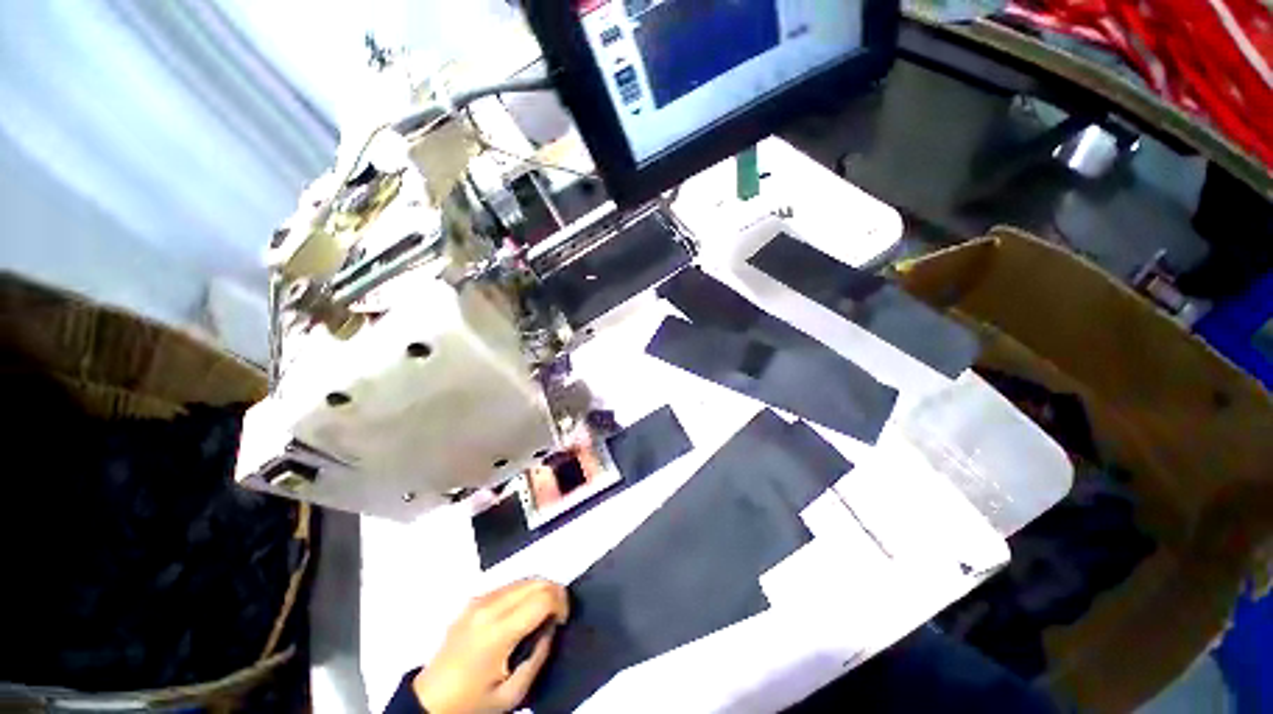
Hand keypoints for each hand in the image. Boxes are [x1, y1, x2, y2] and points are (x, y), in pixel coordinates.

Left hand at [413, 579, 569, 713]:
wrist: (430, 701)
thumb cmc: (472, 702)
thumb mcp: (512, 693)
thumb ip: (538, 656)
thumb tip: (550, 627)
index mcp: (498, 632)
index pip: (542, 598)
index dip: (561, 603)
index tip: (563, 620)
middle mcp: (489, 607)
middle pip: (535, 581)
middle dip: (554, 592)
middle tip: (558, 614)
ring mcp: (479, 600)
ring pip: (524, 578)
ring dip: (540, 590)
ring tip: (543, 613)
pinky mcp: (474, 599)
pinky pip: (509, 584)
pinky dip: (525, 591)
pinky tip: (524, 611)